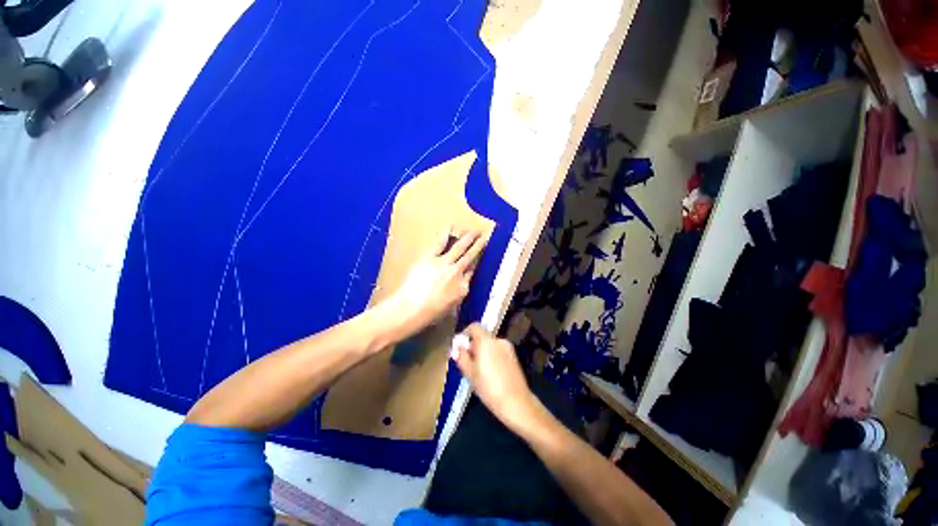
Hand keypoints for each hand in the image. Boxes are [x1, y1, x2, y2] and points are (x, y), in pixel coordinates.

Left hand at [387, 229, 484, 337]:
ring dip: (468, 238)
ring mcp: (444, 263)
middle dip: (479, 245)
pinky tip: (450, 227)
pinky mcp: (430, 258)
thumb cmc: (430, 313)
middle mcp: (457, 272)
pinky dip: (445, 234)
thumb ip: (460, 292)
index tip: (479, 255)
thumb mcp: (451, 307)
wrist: (410, 309)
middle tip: (485, 236)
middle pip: (470, 256)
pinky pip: (439, 244)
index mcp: (463, 287)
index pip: (472, 271)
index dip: (476, 262)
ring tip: (474, 230)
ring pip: (460, 248)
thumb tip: (464, 281)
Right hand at [451, 323, 537, 429]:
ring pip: (490, 344)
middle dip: (473, 345)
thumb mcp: (470, 374)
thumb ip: (462, 357)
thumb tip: (457, 348)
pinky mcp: (514, 356)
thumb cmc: (489, 387)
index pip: (474, 327)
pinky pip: (498, 350)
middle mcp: (498, 340)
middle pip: (482, 336)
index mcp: (486, 341)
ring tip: (478, 369)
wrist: (516, 402)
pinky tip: (490, 372)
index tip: (460, 347)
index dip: (465, 334)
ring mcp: (508, 347)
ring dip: (482, 351)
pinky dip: (492, 356)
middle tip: (467, 361)